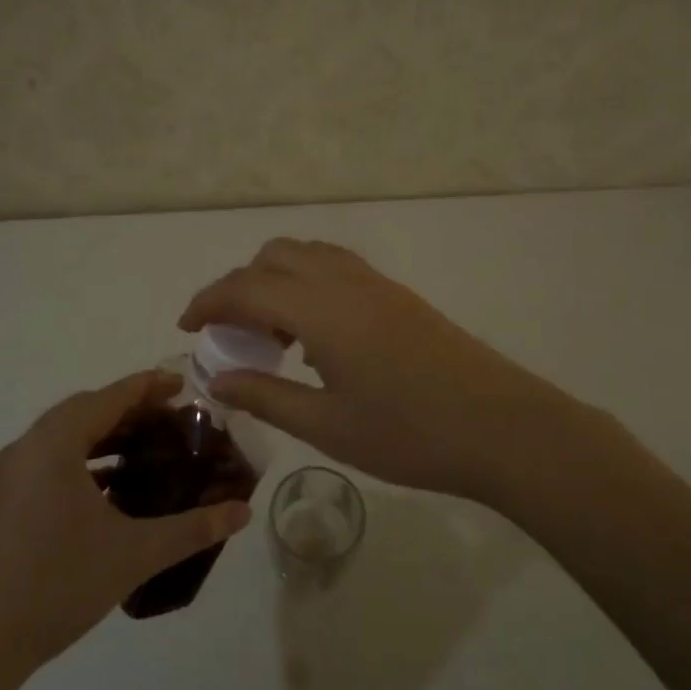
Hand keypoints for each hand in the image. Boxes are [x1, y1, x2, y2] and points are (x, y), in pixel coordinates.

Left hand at [0, 371, 252, 684]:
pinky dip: (82, 460)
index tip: (183, 385)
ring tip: (146, 449)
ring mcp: (8, 475)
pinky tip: (109, 489)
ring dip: (105, 435)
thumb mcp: (135, 552)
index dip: (149, 387)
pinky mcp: (0, 501)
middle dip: (130, 410)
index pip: (109, 397)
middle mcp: (27, 447)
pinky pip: (48, 460)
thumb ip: (193, 528)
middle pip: (85, 410)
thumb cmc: (59, 584)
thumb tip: (244, 511)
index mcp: (54, 443)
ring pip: (64, 436)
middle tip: (172, 419)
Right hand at [181, 239, 587, 502]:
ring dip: (275, 279)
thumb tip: (217, 380)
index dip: (208, 302)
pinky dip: (306, 283)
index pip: (246, 287)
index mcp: (321, 310)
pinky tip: (314, 334)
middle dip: (239, 285)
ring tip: (271, 334)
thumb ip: (266, 397)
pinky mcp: (397, 295)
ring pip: (307, 254)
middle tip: (231, 334)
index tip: (187, 327)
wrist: (503, 428)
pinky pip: (335, 267)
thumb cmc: (410, 434)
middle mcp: (344, 281)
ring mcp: (375, 284)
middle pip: (273, 256)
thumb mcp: (327, 426)